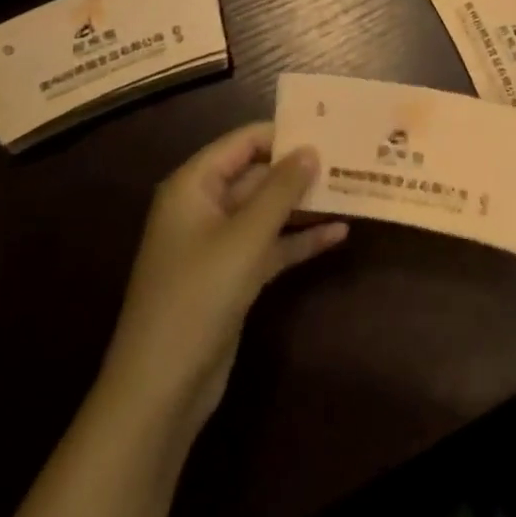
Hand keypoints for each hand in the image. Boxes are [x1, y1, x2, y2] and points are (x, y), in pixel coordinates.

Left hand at [102, 123, 346, 437]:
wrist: (162, 388)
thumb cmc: (198, 296)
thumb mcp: (245, 237)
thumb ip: (281, 189)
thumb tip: (311, 149)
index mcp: (194, 185)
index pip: (243, 142)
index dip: (284, 133)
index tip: (329, 129)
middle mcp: (205, 206)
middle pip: (258, 175)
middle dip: (301, 169)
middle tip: (350, 158)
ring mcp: (219, 244)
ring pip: (268, 211)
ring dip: (305, 204)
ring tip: (353, 189)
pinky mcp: (233, 276)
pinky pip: (271, 245)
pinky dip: (300, 240)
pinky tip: (339, 234)